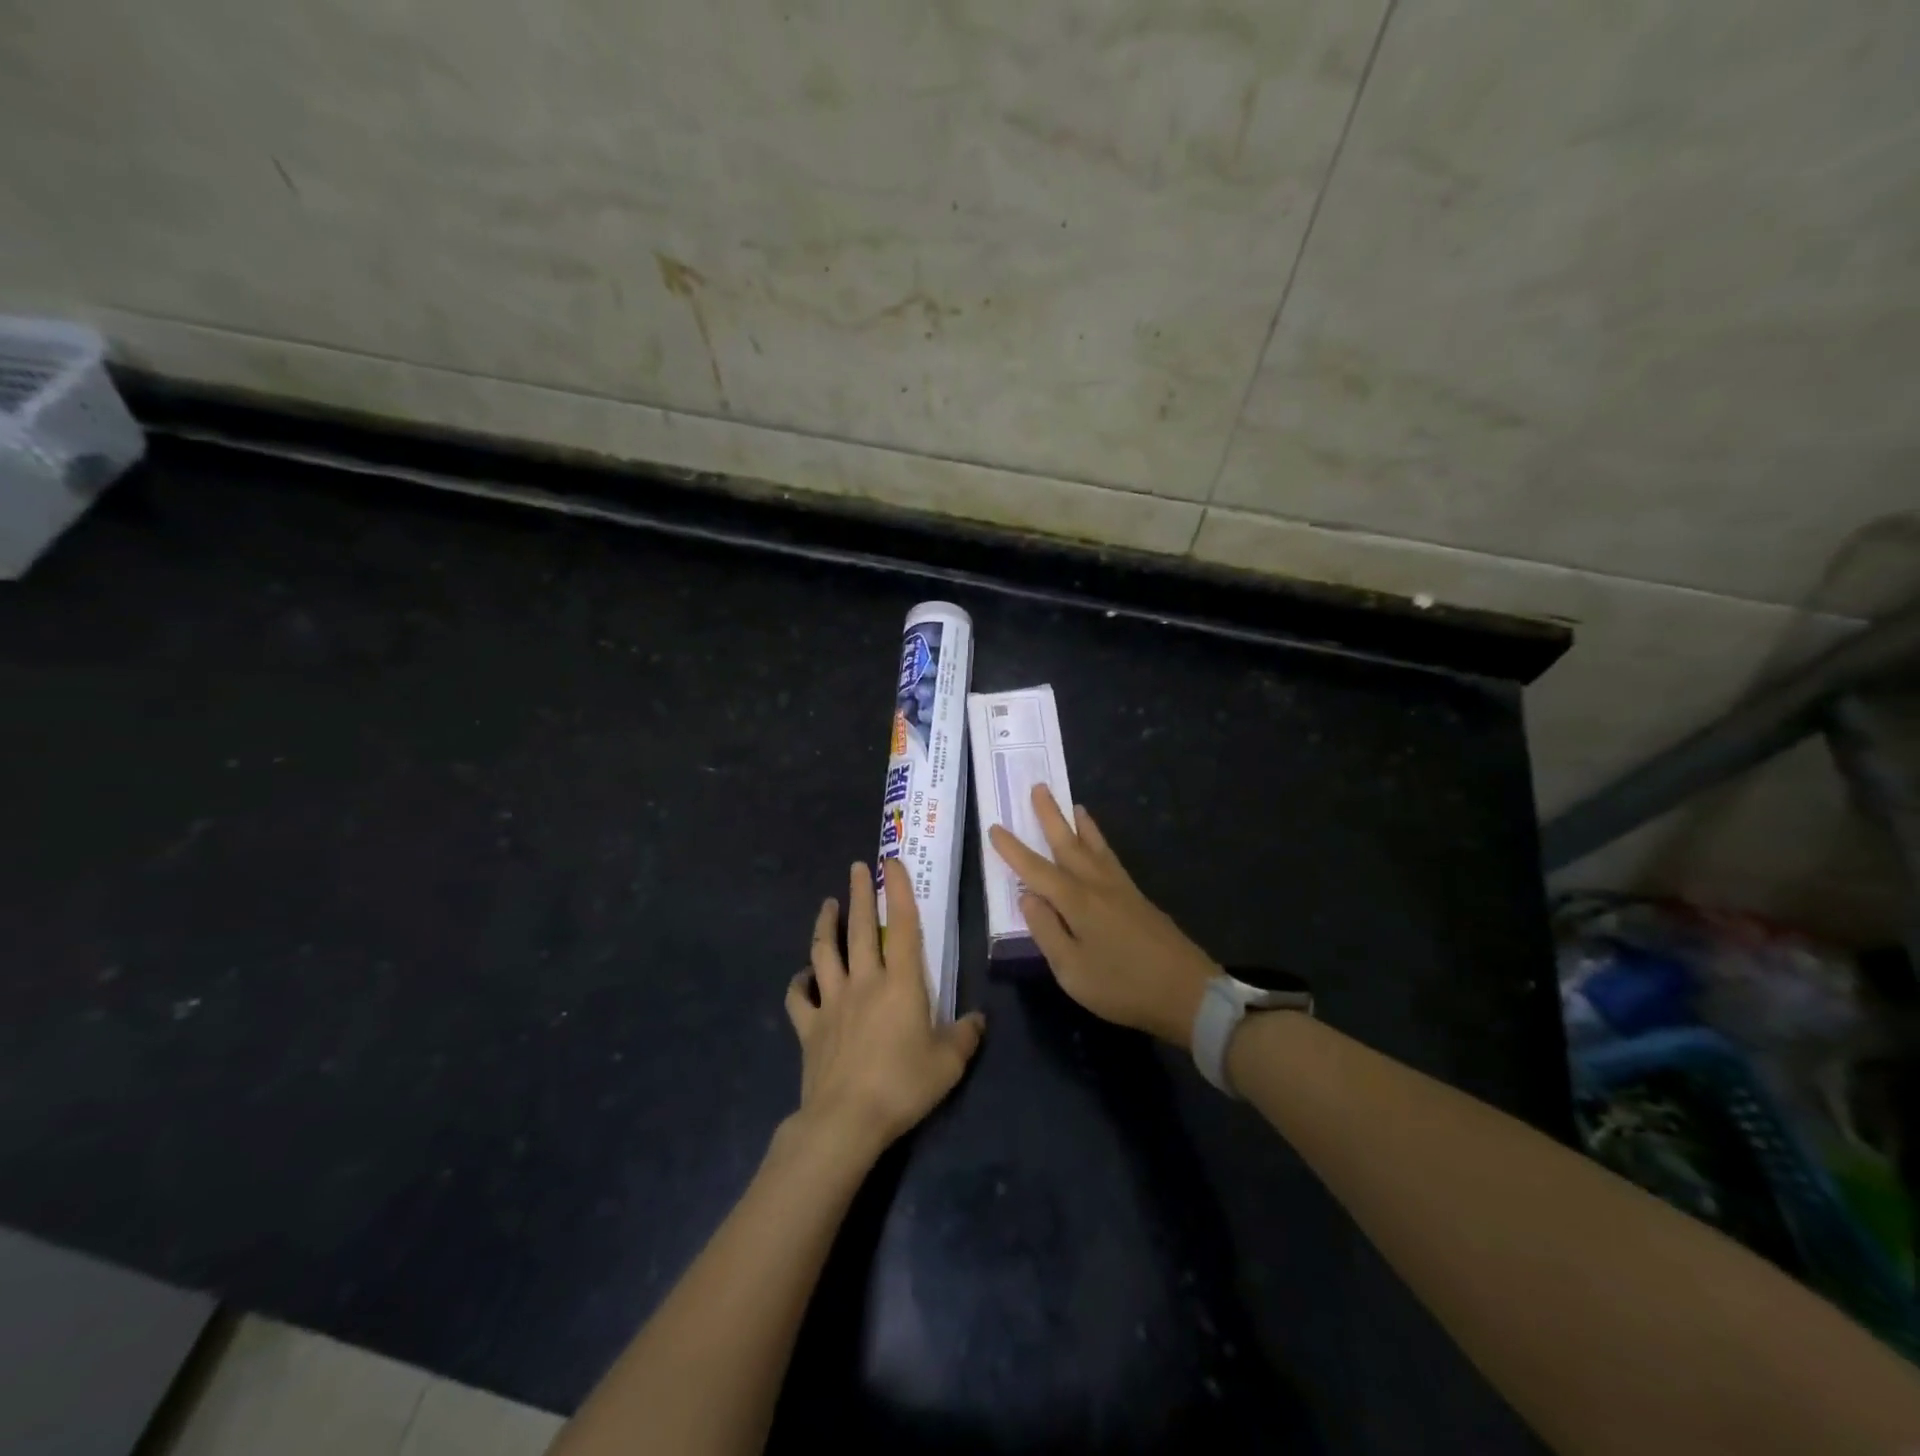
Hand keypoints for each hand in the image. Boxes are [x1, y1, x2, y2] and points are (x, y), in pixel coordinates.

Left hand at [784, 858, 985, 1162]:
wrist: (846, 1120)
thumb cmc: (902, 1085)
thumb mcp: (948, 1064)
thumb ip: (965, 1036)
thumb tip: (978, 1020)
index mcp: (900, 984)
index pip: (901, 927)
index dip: (898, 892)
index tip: (892, 863)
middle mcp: (864, 982)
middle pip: (858, 929)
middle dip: (859, 894)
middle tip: (857, 867)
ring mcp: (831, 1002)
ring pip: (824, 953)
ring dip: (824, 925)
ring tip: (826, 904)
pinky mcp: (809, 1027)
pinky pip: (798, 998)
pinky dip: (797, 983)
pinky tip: (801, 976)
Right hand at [989, 786, 1219, 1046]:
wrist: (1188, 993)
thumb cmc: (1123, 987)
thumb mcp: (1072, 971)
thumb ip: (1046, 931)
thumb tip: (1027, 897)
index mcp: (1077, 902)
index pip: (1036, 869)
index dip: (1013, 850)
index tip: (994, 827)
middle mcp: (1098, 885)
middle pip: (1069, 844)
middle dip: (1051, 816)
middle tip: (1039, 787)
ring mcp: (1122, 890)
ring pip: (1096, 847)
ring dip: (1081, 824)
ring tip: (1074, 805)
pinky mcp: (1139, 900)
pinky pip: (1111, 858)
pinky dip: (1101, 843)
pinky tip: (1100, 848)